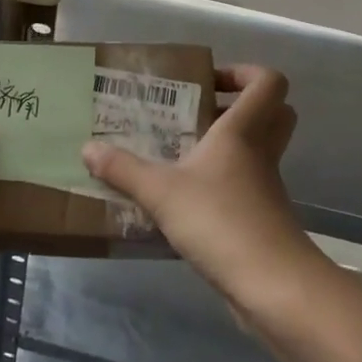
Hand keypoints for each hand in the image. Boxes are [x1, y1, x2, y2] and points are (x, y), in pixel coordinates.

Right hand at [82, 65, 312, 309]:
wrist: (274, 288)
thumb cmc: (221, 220)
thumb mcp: (161, 192)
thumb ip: (123, 169)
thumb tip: (87, 148)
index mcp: (243, 131)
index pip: (268, 83)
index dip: (245, 72)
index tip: (209, 81)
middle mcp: (261, 153)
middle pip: (274, 114)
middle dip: (240, 106)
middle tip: (198, 112)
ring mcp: (266, 188)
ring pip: (258, 151)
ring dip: (226, 147)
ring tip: (179, 153)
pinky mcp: (263, 220)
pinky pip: (246, 187)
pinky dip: (221, 185)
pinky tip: (184, 199)